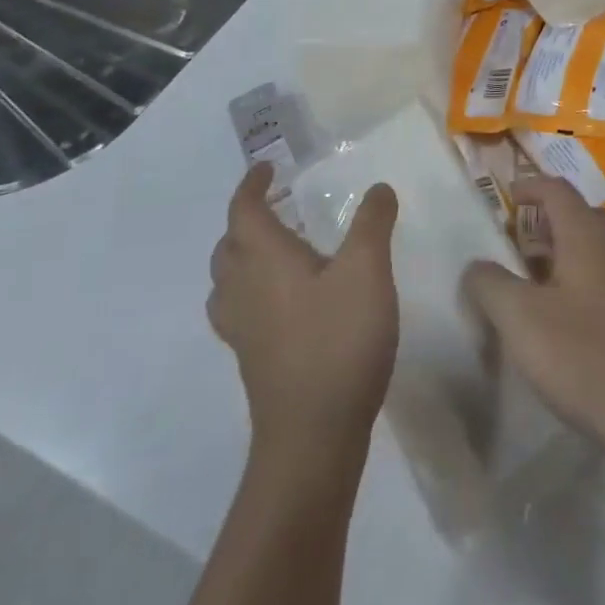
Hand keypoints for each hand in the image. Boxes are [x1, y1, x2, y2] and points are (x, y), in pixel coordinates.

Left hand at [207, 163, 399, 455]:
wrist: (312, 437)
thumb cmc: (338, 340)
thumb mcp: (368, 270)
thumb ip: (373, 223)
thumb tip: (378, 188)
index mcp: (265, 259)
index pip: (243, 210)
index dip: (251, 185)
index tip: (266, 167)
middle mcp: (244, 290)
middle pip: (227, 246)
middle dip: (244, 220)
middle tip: (273, 207)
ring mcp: (243, 330)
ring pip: (227, 282)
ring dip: (242, 258)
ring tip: (274, 251)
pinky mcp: (253, 360)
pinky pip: (240, 311)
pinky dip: (252, 291)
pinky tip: (285, 302)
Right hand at [462, 175, 604, 551]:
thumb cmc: (584, 355)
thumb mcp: (521, 319)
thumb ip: (491, 285)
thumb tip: (476, 265)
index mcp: (585, 234)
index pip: (556, 190)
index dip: (529, 187)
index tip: (506, 198)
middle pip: (578, 215)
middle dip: (545, 220)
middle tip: (515, 240)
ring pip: (593, 247)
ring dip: (562, 251)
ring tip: (532, 279)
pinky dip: (579, 277)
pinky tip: (564, 315)